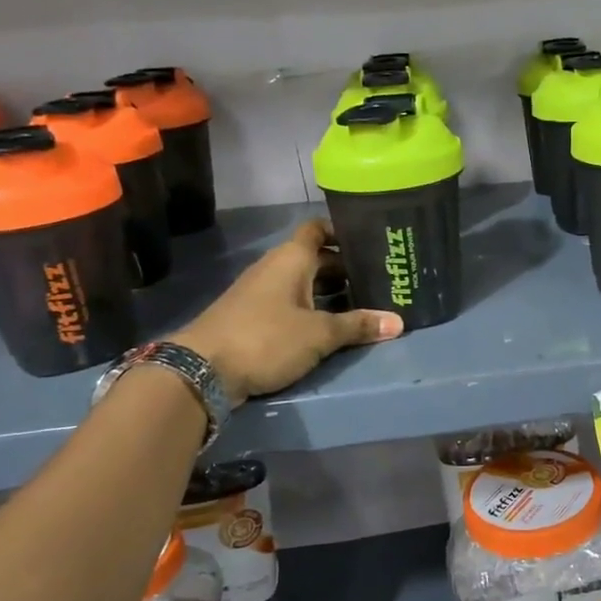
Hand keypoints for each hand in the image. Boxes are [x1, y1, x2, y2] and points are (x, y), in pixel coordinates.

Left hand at [173, 219, 400, 402]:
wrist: (201, 370)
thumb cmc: (266, 338)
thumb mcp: (319, 334)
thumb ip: (358, 326)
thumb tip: (399, 322)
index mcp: (291, 259)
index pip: (318, 229)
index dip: (342, 231)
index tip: (370, 241)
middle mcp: (275, 268)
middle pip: (315, 258)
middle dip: (345, 267)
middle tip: (379, 278)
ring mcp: (261, 293)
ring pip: (303, 283)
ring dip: (330, 291)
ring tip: (363, 302)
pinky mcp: (253, 317)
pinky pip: (291, 303)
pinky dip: (312, 308)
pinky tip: (331, 326)